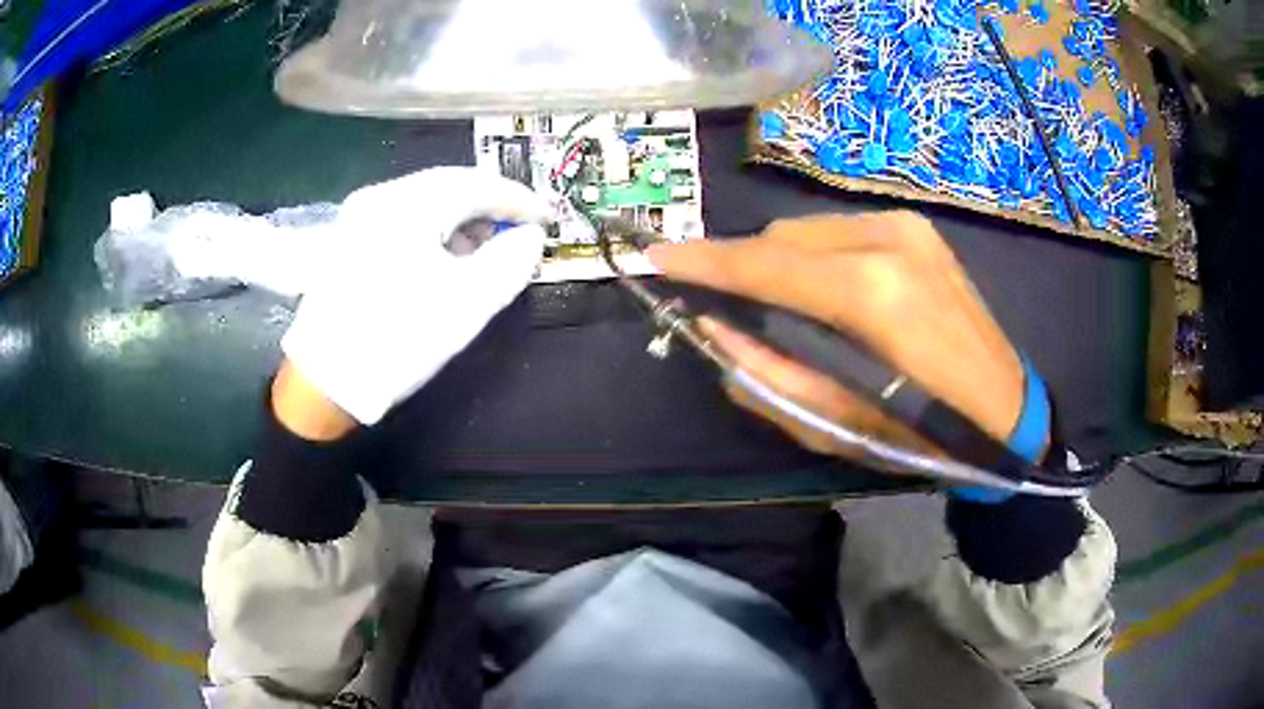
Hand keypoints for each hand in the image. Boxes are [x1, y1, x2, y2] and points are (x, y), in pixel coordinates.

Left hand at [279, 167, 548, 427]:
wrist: (325, 382)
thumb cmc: (398, 339)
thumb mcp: (467, 304)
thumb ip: (511, 261)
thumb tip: (532, 236)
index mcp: (409, 205)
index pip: (477, 185)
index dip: (519, 200)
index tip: (548, 218)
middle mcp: (380, 197)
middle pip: (449, 185)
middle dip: (489, 205)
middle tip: (520, 230)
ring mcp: (359, 216)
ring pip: (425, 200)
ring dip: (461, 217)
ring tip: (486, 247)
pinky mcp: (349, 239)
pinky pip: (404, 218)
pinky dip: (433, 229)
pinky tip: (445, 256)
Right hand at [647, 212, 1024, 458]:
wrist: (1006, 411)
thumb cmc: (925, 435)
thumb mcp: (836, 425)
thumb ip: (767, 372)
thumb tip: (714, 328)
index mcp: (873, 295)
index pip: (767, 267)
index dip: (706, 263)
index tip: (655, 257)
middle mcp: (888, 240)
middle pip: (782, 238)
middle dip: (746, 268)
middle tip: (731, 308)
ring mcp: (907, 226)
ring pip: (808, 231)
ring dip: (781, 264)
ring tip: (786, 308)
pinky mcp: (917, 228)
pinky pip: (839, 233)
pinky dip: (816, 259)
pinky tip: (827, 295)